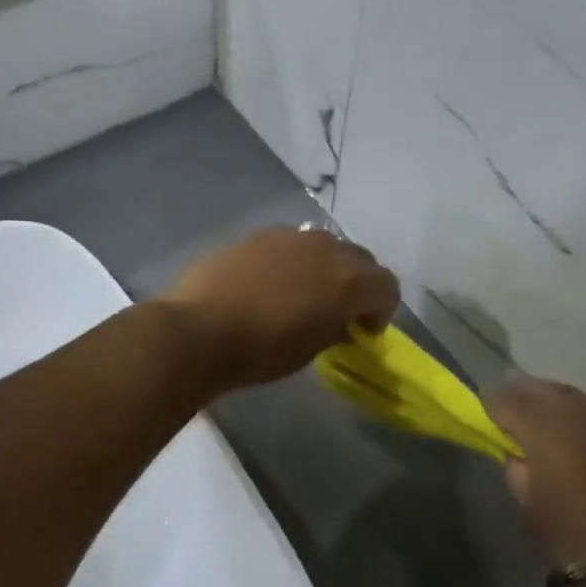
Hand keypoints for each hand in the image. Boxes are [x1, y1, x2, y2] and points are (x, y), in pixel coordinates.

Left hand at [159, 227, 400, 391]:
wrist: (198, 331)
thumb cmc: (262, 351)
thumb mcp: (312, 348)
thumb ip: (336, 326)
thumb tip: (340, 319)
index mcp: (348, 280)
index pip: (387, 286)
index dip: (381, 310)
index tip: (363, 331)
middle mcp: (326, 248)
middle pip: (360, 259)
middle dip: (358, 284)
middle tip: (339, 312)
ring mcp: (290, 236)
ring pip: (325, 246)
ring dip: (326, 268)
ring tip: (304, 295)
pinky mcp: (258, 235)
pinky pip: (291, 245)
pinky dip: (294, 262)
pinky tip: (271, 285)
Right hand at [486, 379, 585, 567]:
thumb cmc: (574, 536)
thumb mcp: (528, 504)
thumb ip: (517, 468)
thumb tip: (520, 453)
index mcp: (544, 423)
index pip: (507, 398)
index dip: (494, 405)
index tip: (489, 414)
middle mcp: (583, 407)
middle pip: (548, 391)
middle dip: (531, 400)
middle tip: (522, 414)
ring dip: (571, 415)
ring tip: (566, 434)